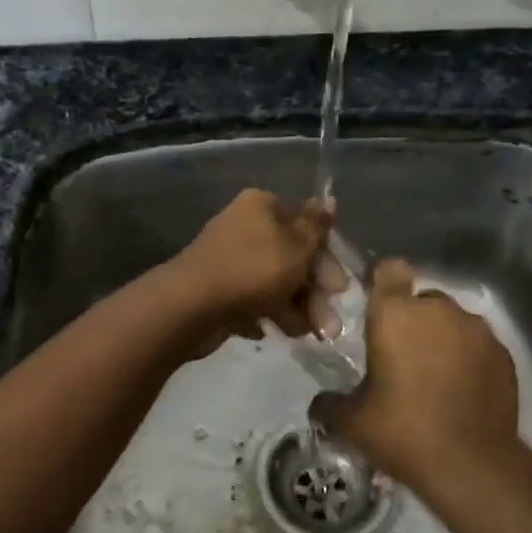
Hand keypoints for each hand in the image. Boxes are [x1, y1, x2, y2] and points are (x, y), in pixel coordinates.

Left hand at [163, 189, 331, 353]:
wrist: (191, 305)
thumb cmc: (253, 270)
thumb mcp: (296, 246)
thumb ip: (316, 225)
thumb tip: (328, 198)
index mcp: (262, 206)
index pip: (305, 226)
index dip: (326, 257)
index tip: (340, 288)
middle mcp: (244, 227)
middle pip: (291, 258)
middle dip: (313, 292)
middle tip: (329, 324)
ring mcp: (228, 259)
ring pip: (273, 283)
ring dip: (294, 308)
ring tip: (306, 334)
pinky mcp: (216, 289)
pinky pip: (250, 300)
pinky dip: (265, 315)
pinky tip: (272, 331)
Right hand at [311, 260, 531, 503]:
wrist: (473, 465)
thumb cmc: (403, 432)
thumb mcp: (352, 423)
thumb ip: (330, 405)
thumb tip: (321, 404)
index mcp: (395, 314)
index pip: (390, 270)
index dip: (383, 283)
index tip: (378, 309)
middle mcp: (439, 310)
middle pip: (423, 299)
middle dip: (413, 321)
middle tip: (402, 360)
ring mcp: (477, 330)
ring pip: (453, 322)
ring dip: (443, 339)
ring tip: (436, 378)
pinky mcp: (504, 354)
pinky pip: (479, 346)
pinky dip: (470, 360)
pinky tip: (462, 393)